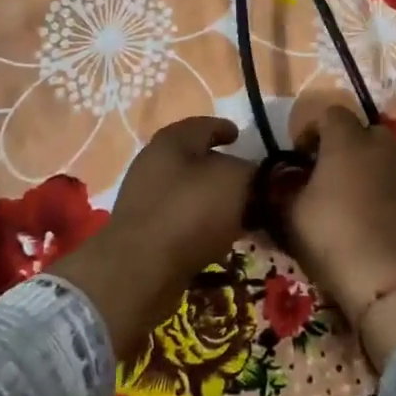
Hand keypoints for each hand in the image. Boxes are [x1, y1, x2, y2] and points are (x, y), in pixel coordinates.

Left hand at [56, 117, 253, 358]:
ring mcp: (145, 200)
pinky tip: (222, 238)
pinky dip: (203, 225)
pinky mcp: (144, 233)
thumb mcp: (235, 181)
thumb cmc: (189, 211)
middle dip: (222, 168)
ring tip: (243, 214)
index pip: (203, 125)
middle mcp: (152, 164)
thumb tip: (254, 176)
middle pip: (194, 160)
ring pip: (189, 192)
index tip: (241, 136)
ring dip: (214, 200)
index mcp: (171, 141)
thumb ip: (251, 171)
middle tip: (250, 181)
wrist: (141, 269)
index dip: (225, 129)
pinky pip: (182, 220)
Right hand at [285, 106, 395, 319]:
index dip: (311, 129)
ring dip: (367, 163)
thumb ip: (286, 186)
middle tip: (327, 171)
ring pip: (384, 152)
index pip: (329, 113)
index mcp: (346, 140)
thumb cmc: (332, 237)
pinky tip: (373, 210)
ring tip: (351, 191)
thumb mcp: (291, 213)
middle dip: (344, 144)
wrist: (388, 279)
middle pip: (362, 129)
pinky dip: (385, 183)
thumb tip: (287, 178)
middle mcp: (382, 144)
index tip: (300, 155)